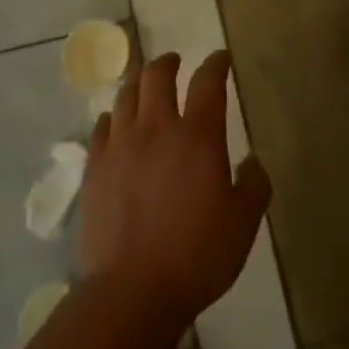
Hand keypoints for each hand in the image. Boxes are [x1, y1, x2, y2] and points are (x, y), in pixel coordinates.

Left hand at [80, 50, 270, 333]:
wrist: (132, 290)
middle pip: (157, 76)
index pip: (207, 83)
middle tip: (175, 62)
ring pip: (126, 95)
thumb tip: (251, 162)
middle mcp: (156, 128)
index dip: (215, 64)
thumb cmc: (196, 255)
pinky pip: (101, 126)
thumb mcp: (243, 224)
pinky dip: (112, 117)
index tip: (220, 58)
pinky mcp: (95, 166)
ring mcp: (120, 144)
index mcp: (197, 136)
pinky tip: (114, 122)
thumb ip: (253, 186)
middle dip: (168, 62)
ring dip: (138, 83)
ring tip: (143, 85)